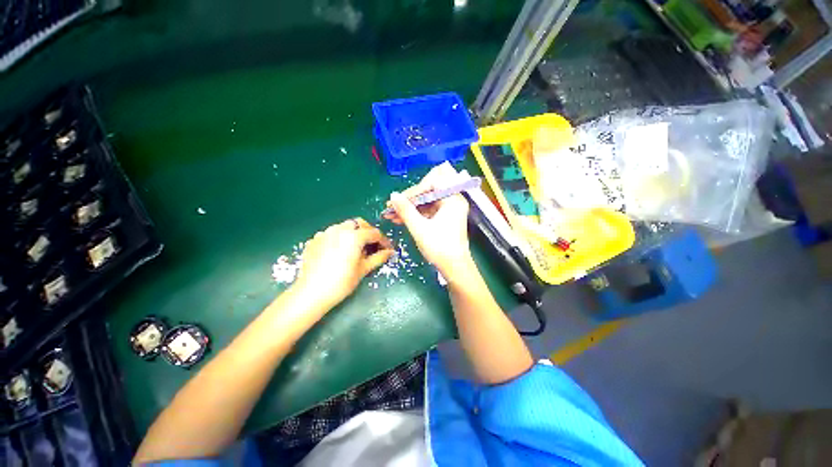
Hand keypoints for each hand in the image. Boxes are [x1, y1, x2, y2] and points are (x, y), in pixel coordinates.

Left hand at [293, 218, 392, 309]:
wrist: (311, 293)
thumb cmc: (342, 282)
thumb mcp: (363, 269)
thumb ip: (378, 257)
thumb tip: (390, 252)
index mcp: (354, 236)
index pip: (374, 233)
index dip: (383, 241)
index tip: (387, 249)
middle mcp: (339, 229)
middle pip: (358, 223)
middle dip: (368, 231)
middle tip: (372, 245)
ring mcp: (325, 233)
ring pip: (343, 226)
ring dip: (353, 233)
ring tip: (355, 248)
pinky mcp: (314, 240)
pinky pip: (331, 234)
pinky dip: (339, 238)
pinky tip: (339, 251)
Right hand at [384, 166, 473, 279]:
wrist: (454, 268)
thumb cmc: (440, 248)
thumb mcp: (419, 228)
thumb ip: (406, 210)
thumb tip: (393, 195)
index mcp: (453, 199)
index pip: (433, 181)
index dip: (414, 190)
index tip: (400, 200)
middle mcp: (453, 200)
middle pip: (428, 190)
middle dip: (409, 199)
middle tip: (393, 207)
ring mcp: (449, 209)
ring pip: (425, 201)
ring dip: (409, 207)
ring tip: (391, 214)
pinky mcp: (444, 217)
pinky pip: (427, 210)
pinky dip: (415, 214)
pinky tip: (400, 219)